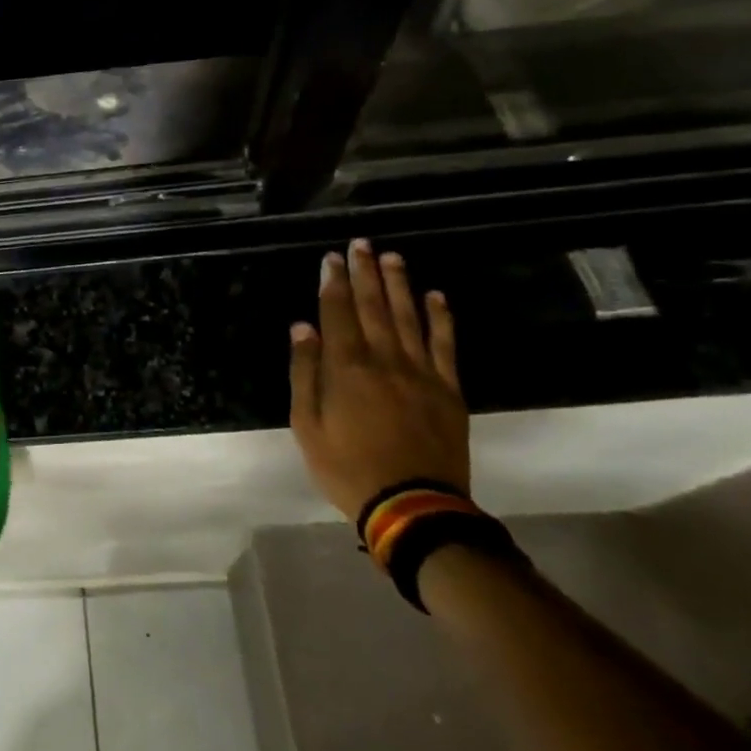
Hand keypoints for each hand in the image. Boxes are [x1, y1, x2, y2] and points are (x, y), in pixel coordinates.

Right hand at [289, 238, 468, 520]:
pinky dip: (440, 319)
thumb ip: (304, 372)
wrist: (413, 506)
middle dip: (365, 273)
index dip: (333, 283)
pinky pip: (445, 346)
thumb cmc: (347, 468)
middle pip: (373, 307)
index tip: (331, 257)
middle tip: (361, 244)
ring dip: (399, 285)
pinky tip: (436, 297)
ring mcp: (421, 373)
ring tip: (392, 257)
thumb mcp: (306, 425)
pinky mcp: (448, 390)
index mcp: (346, 368)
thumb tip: (302, 328)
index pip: (337, 313)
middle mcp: (385, 360)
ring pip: (409, 318)